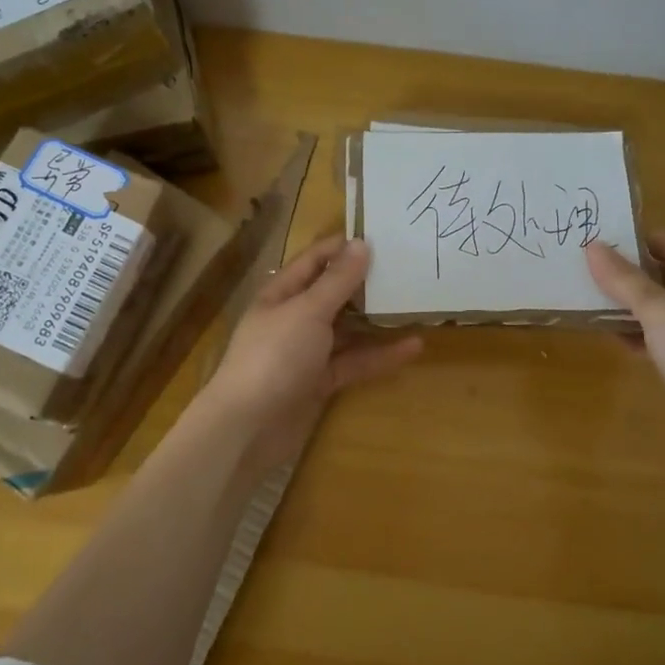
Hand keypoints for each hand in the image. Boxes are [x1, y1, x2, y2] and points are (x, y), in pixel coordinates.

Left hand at [199, 235, 422, 466]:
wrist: (248, 427)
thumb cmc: (274, 356)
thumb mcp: (308, 311)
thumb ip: (337, 280)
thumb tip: (362, 244)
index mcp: (282, 293)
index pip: (315, 259)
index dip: (344, 247)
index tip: (383, 236)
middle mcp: (294, 318)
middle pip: (333, 294)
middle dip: (366, 283)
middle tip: (408, 269)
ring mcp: (307, 352)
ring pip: (347, 329)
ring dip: (377, 320)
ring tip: (415, 305)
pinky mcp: (320, 382)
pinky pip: (354, 362)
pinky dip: (379, 355)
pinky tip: (413, 347)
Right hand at [586, 232, 664, 464]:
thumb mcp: (660, 311)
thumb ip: (625, 280)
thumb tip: (592, 246)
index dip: (642, 242)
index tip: (603, 242)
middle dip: (632, 275)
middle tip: (590, 271)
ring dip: (633, 308)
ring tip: (592, 301)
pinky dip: (642, 337)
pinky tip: (614, 338)